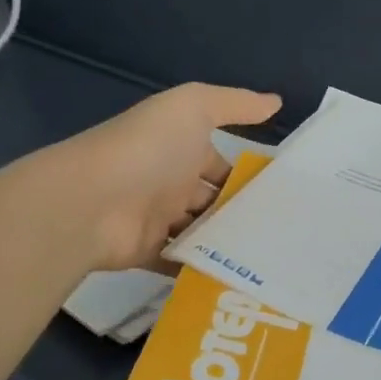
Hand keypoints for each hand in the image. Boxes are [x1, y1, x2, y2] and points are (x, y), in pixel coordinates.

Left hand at [32, 83, 281, 271]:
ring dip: (229, 243)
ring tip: (274, 258)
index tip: (289, 193)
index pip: (222, 162)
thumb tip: (276, 102)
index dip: (250, 174)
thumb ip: (235, 104)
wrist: (91, 202)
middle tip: (289, 233)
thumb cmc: (148, 148)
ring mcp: (157, 220)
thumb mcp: (193, 108)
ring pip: (202, 233)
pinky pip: (182, 263)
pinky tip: (240, 277)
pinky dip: (204, 270)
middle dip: (245, 213)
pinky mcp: (148, 253)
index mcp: (181, 148)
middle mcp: (170, 182)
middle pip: (215, 200)